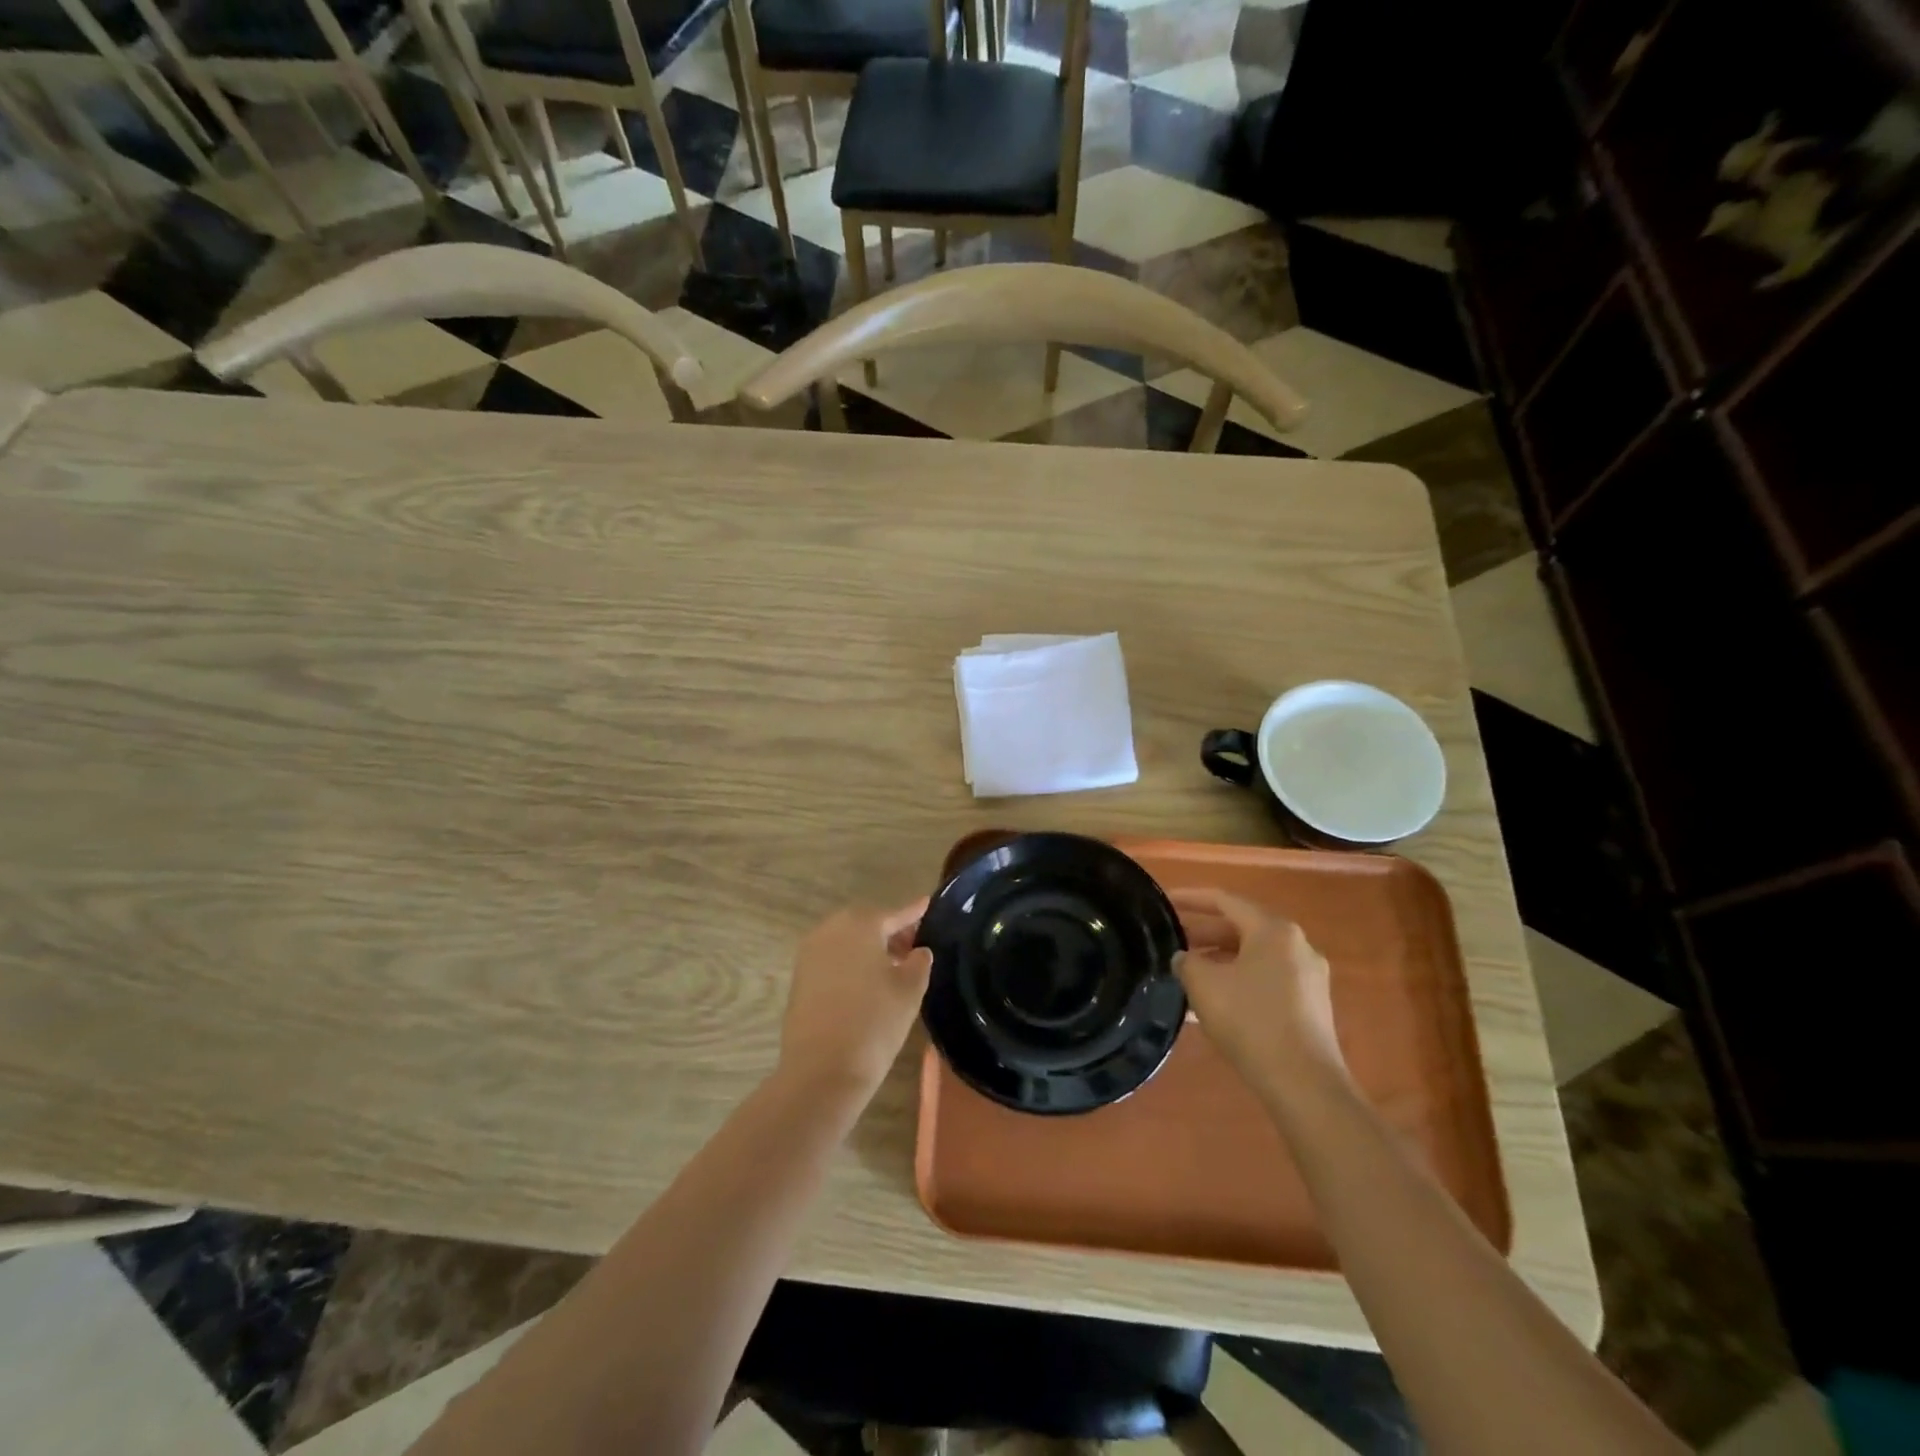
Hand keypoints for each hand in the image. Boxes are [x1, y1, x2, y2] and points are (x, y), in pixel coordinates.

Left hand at [778, 900, 933, 1098]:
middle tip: (914, 947)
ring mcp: (810, 953)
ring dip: (870, 948)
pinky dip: (852, 962)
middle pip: (868, 923)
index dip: (914, 912)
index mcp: (860, 924)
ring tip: (894, 968)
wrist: (821, 1071)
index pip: (894, 913)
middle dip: (891, 931)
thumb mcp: (910, 990)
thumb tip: (918, 951)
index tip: (928, 905)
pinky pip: (833, 958)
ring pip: (848, 941)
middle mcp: (831, 929)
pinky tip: (868, 983)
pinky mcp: (800, 977)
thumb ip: (919, 962)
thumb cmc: (874, 1023)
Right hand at [1170, 887, 1348, 1097]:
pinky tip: (1216, 1000)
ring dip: (1220, 958)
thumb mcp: (1204, 985)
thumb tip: (1184, 959)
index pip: (1225, 900)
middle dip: (1205, 932)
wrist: (1304, 1084)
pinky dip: (1239, 979)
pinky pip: (1267, 979)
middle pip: (1242, 927)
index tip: (1164, 902)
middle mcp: (1297, 945)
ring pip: (1254, 956)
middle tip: (1172, 939)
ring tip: (1188, 971)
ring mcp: (1309, 977)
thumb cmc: (1251, 1021)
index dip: (1191, 898)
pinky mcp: (1311, 1006)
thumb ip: (1186, 962)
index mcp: (1274, 930)